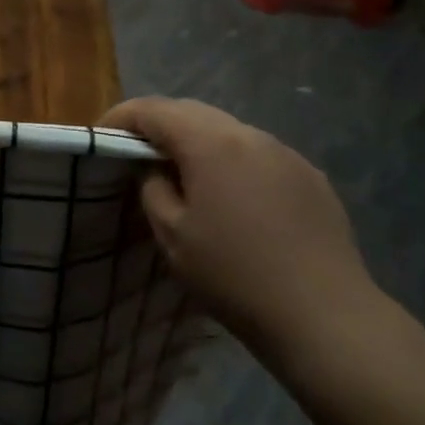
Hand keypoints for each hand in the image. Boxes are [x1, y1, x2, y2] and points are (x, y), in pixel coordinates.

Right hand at [100, 97, 381, 367]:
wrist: (323, 314)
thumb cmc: (234, 275)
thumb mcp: (173, 236)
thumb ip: (153, 189)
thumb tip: (155, 168)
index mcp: (211, 144)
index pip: (155, 109)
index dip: (121, 117)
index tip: (101, 137)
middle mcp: (251, 135)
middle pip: (193, 112)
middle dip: (159, 125)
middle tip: (136, 153)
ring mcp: (287, 153)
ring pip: (229, 132)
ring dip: (198, 143)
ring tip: (183, 176)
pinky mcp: (311, 176)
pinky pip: (259, 155)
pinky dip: (233, 162)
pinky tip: (233, 199)